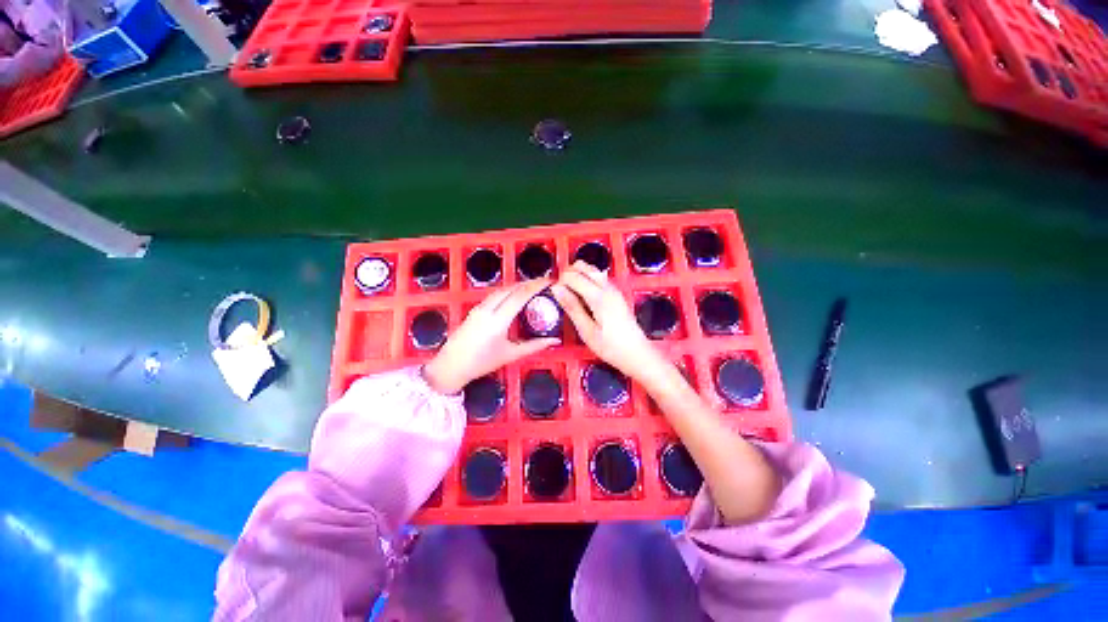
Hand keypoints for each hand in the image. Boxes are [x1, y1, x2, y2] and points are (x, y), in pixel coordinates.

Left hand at [424, 279, 559, 393]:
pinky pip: (494, 295)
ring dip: (517, 285)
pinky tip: (514, 296)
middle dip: (529, 282)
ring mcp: (479, 308)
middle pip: (511, 288)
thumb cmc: (481, 363)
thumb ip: (534, 346)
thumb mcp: (511, 355)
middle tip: (543, 283)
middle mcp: (488, 309)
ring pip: (501, 290)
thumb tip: (554, 341)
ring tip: (532, 287)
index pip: (520, 295)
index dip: (536, 285)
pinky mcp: (474, 309)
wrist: (450, 366)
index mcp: (498, 320)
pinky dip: (507, 291)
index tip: (549, 281)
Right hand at [551, 261, 669, 383]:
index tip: (554, 293)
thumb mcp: (586, 331)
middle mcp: (607, 288)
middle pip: (583, 266)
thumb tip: (557, 289)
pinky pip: (598, 278)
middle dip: (568, 273)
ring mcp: (613, 290)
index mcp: (598, 297)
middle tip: (560, 290)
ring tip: (569, 293)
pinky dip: (587, 280)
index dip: (560, 281)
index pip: (573, 276)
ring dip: (578, 275)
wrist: (637, 353)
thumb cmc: (611, 347)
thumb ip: (572, 307)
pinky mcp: (616, 294)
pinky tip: (582, 296)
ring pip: (592, 270)